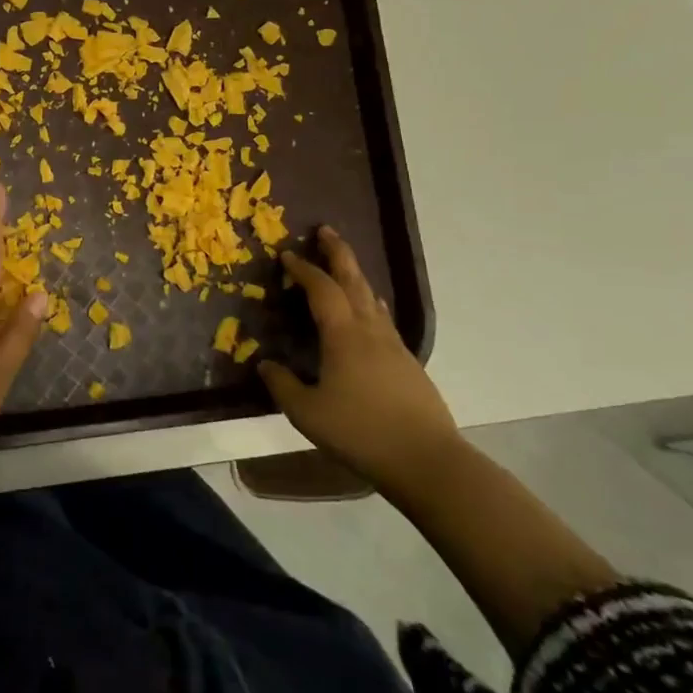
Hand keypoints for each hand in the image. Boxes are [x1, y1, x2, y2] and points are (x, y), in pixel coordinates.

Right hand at [258, 227, 459, 494]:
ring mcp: (394, 346)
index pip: (321, 289)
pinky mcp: (408, 364)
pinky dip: (369, 304)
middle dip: (338, 253)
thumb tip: (265, 364)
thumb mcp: (307, 412)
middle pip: (354, 280)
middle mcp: (370, 331)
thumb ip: (282, 385)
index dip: (303, 268)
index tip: (286, 254)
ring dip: (355, 276)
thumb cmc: (361, 432)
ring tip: (344, 268)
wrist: (427, 461)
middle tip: (326, 231)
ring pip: (372, 299)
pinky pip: (382, 319)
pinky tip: (369, 315)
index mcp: (343, 335)